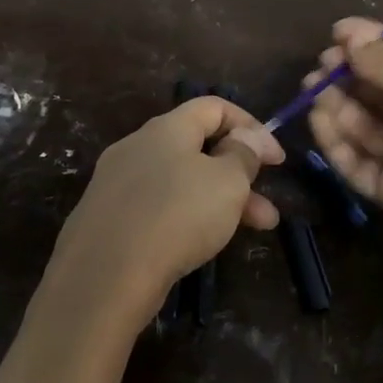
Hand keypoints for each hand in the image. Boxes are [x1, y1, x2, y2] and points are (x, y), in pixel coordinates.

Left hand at [41, 97, 284, 334]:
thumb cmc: (177, 215)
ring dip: (220, 200)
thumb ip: (243, 154)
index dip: (250, 126)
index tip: (277, 160)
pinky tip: (203, 243)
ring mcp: (118, 183)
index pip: (213, 107)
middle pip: (197, 148)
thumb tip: (247, 136)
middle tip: (268, 206)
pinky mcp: (109, 217)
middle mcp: (138, 147)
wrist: (105, 275)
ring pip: (180, 181)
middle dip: (239, 174)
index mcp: (166, 128)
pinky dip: (188, 217)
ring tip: (253, 230)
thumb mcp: (226, 181)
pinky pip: (158, 206)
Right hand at [307, 17, 382, 273]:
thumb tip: (352, 41)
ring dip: (337, 104)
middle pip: (379, 90)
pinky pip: (355, 161)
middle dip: (348, 74)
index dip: (372, 42)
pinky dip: (336, 141)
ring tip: (312, 90)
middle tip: (320, 66)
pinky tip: (318, 121)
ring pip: (363, 124)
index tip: (337, 32)